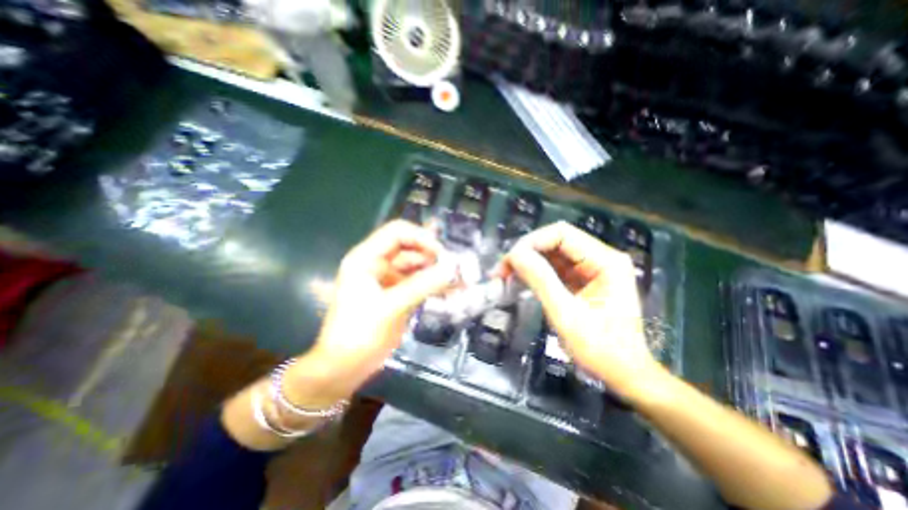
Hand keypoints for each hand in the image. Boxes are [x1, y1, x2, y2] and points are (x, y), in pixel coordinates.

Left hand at [298, 221, 457, 399]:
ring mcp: (389, 279)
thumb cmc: (358, 335)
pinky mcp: (398, 294)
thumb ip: (422, 286)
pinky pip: (420, 283)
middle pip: (410, 248)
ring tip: (461, 281)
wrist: (344, 368)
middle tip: (458, 269)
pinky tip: (452, 291)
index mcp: (366, 258)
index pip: (397, 233)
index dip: (421, 238)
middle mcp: (378, 264)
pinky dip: (435, 285)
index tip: (443, 254)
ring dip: (437, 272)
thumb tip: (453, 269)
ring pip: (418, 266)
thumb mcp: (390, 307)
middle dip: (434, 256)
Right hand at [499, 220, 663, 399]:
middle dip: (526, 253)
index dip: (531, 242)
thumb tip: (515, 255)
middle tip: (501, 270)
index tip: (509, 261)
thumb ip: (541, 281)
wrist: (623, 374)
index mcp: (606, 261)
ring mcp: (591, 268)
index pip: (562, 234)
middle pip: (555, 241)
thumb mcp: (567, 316)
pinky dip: (534, 273)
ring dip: (527, 263)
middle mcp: (600, 258)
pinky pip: (553, 268)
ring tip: (504, 276)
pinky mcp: (582, 280)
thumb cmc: (601, 350)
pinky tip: (518, 281)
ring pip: (551, 254)